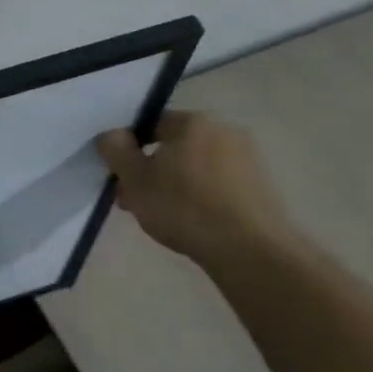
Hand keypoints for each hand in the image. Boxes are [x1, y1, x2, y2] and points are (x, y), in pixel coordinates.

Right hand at [96, 110, 297, 261]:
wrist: (249, 249)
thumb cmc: (183, 208)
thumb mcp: (134, 179)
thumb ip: (115, 150)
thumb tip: (112, 134)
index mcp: (192, 122)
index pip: (149, 123)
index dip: (128, 148)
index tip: (120, 176)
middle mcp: (224, 130)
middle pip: (173, 145)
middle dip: (151, 168)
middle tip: (134, 199)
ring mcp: (247, 156)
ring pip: (194, 164)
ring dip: (173, 182)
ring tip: (161, 214)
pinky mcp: (260, 183)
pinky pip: (217, 180)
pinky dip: (199, 193)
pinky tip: (190, 219)